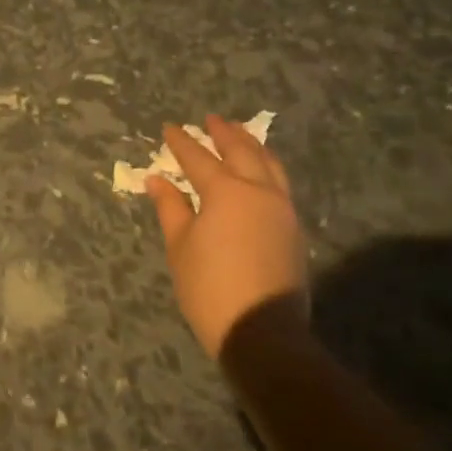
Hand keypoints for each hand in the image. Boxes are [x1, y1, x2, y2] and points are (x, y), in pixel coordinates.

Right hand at [147, 115, 306, 356]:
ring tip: (240, 134)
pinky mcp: (294, 229)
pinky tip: (259, 170)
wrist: (262, 331)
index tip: (169, 128)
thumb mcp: (180, 247)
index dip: (181, 143)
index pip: (198, 158)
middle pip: (241, 151)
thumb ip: (171, 208)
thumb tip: (158, 180)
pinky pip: (280, 183)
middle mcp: (258, 191)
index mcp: (226, 192)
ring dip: (251, 145)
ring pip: (269, 164)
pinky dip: (266, 167)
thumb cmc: (210, 288)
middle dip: (224, 133)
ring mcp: (282, 209)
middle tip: (211, 119)